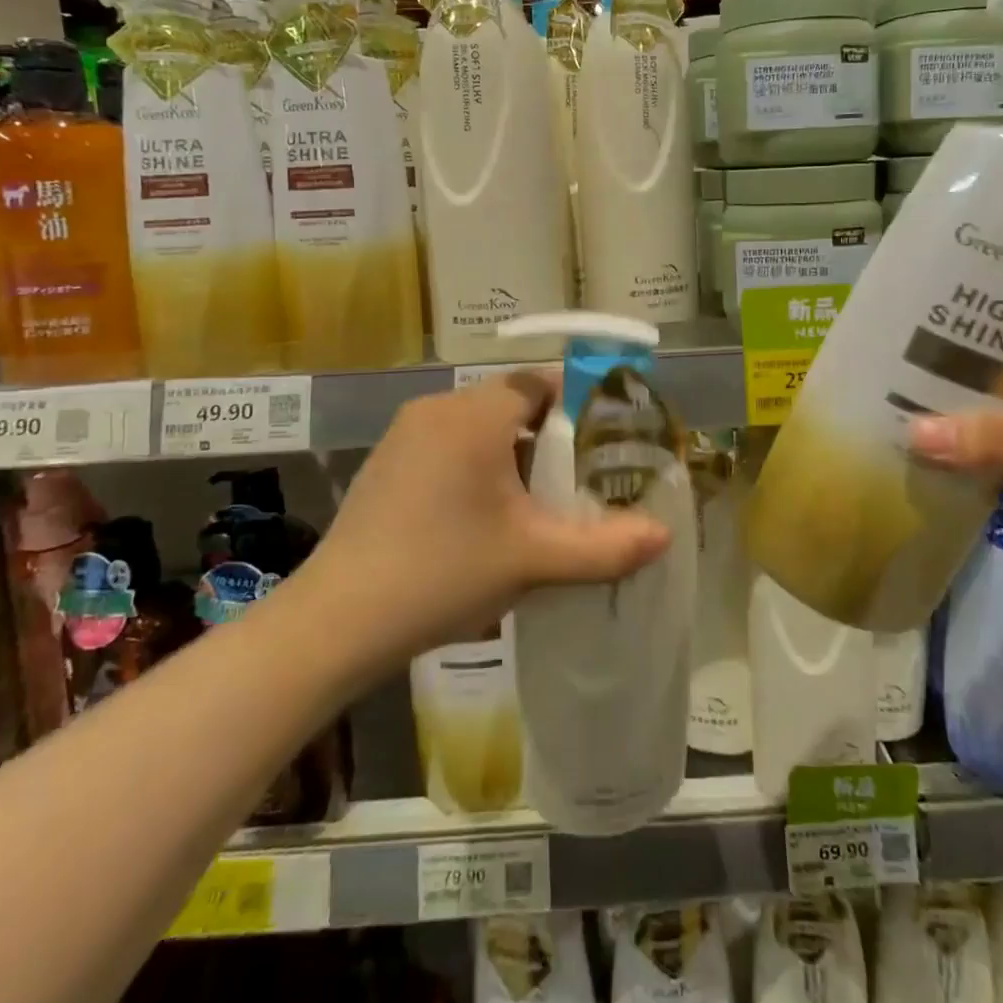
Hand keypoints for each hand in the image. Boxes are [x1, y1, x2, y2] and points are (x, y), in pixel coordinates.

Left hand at [303, 370, 671, 663]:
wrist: (337, 620)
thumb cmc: (442, 573)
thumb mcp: (533, 560)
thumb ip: (604, 546)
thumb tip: (665, 536)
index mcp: (475, 415)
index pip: (540, 382)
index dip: (578, 403)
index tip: (605, 439)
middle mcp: (438, 409)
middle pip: (511, 402)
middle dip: (549, 434)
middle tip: (579, 476)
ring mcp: (405, 434)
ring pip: (478, 424)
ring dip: (511, 451)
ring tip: (538, 500)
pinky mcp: (386, 462)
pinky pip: (447, 444)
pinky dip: (476, 463)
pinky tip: (484, 515)